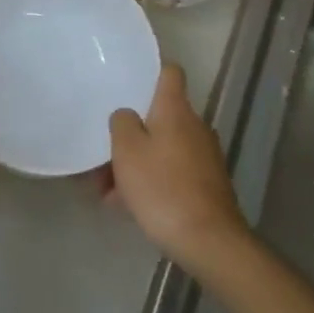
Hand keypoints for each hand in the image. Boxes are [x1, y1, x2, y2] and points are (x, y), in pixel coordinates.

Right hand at [107, 64, 249, 271]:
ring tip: (107, 189)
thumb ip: (122, 123)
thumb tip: (127, 115)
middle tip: (105, 151)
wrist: (208, 240)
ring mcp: (204, 156)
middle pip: (161, 116)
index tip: (129, 81)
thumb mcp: (127, 151)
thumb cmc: (162, 187)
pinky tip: (128, 206)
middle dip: (132, 132)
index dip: (151, 72)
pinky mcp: (207, 184)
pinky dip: (151, 182)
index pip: (170, 72)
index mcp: (176, 110)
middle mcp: (195, 126)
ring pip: (163, 148)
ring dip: (137, 162)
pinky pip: (172, 172)